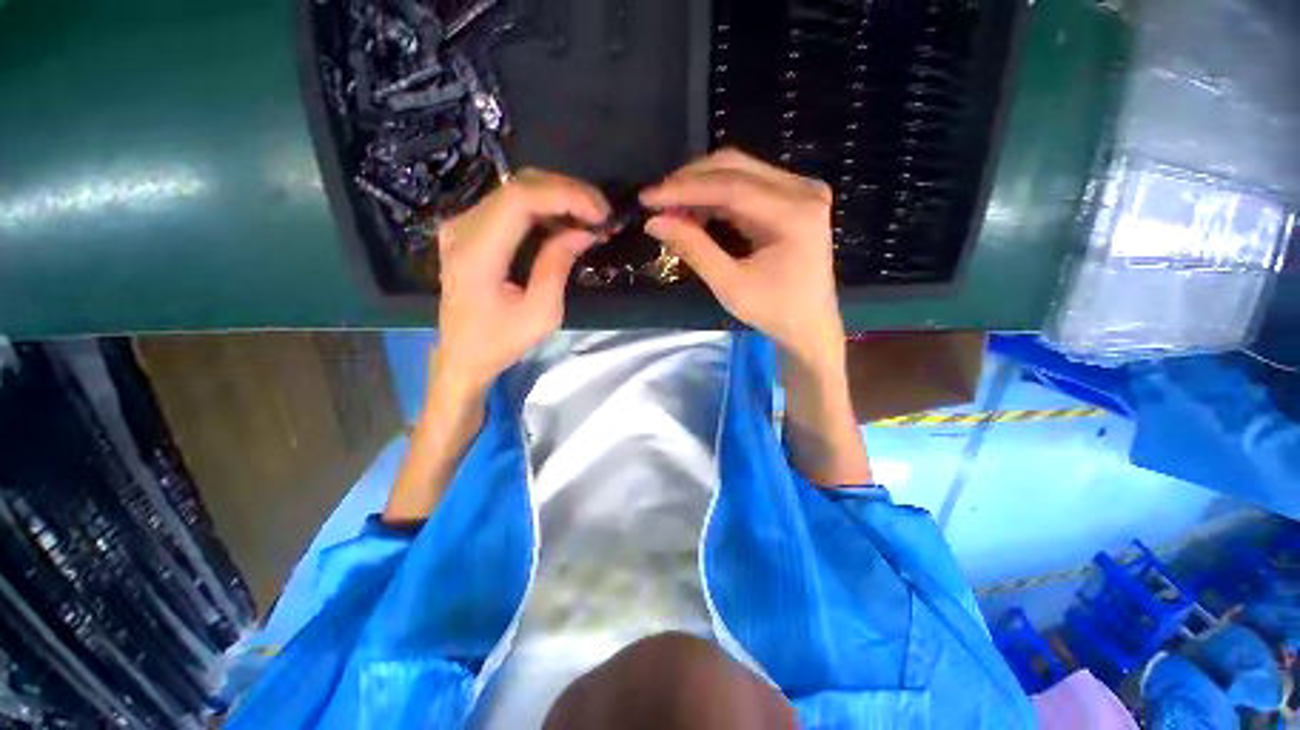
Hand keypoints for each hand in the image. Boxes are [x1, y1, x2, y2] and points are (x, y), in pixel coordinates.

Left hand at [435, 169, 609, 394]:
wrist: (462, 355)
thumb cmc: (501, 341)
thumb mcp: (541, 313)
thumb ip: (558, 266)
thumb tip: (584, 232)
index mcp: (477, 252)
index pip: (520, 199)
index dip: (565, 195)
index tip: (600, 213)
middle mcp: (462, 228)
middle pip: (519, 186)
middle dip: (568, 192)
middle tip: (602, 213)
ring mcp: (462, 225)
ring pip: (516, 190)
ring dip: (558, 198)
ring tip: (591, 218)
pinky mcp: (470, 231)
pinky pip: (511, 207)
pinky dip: (544, 209)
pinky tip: (567, 223)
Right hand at [641, 149, 844, 366]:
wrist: (809, 325)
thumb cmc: (774, 311)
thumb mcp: (730, 285)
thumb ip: (694, 248)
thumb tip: (654, 222)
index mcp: (794, 213)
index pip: (731, 186)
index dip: (685, 188)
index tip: (649, 197)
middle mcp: (802, 190)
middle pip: (736, 167)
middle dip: (690, 181)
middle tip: (657, 201)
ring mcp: (800, 191)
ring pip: (739, 172)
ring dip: (701, 187)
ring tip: (670, 208)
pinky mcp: (793, 199)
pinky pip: (747, 186)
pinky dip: (716, 197)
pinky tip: (694, 211)